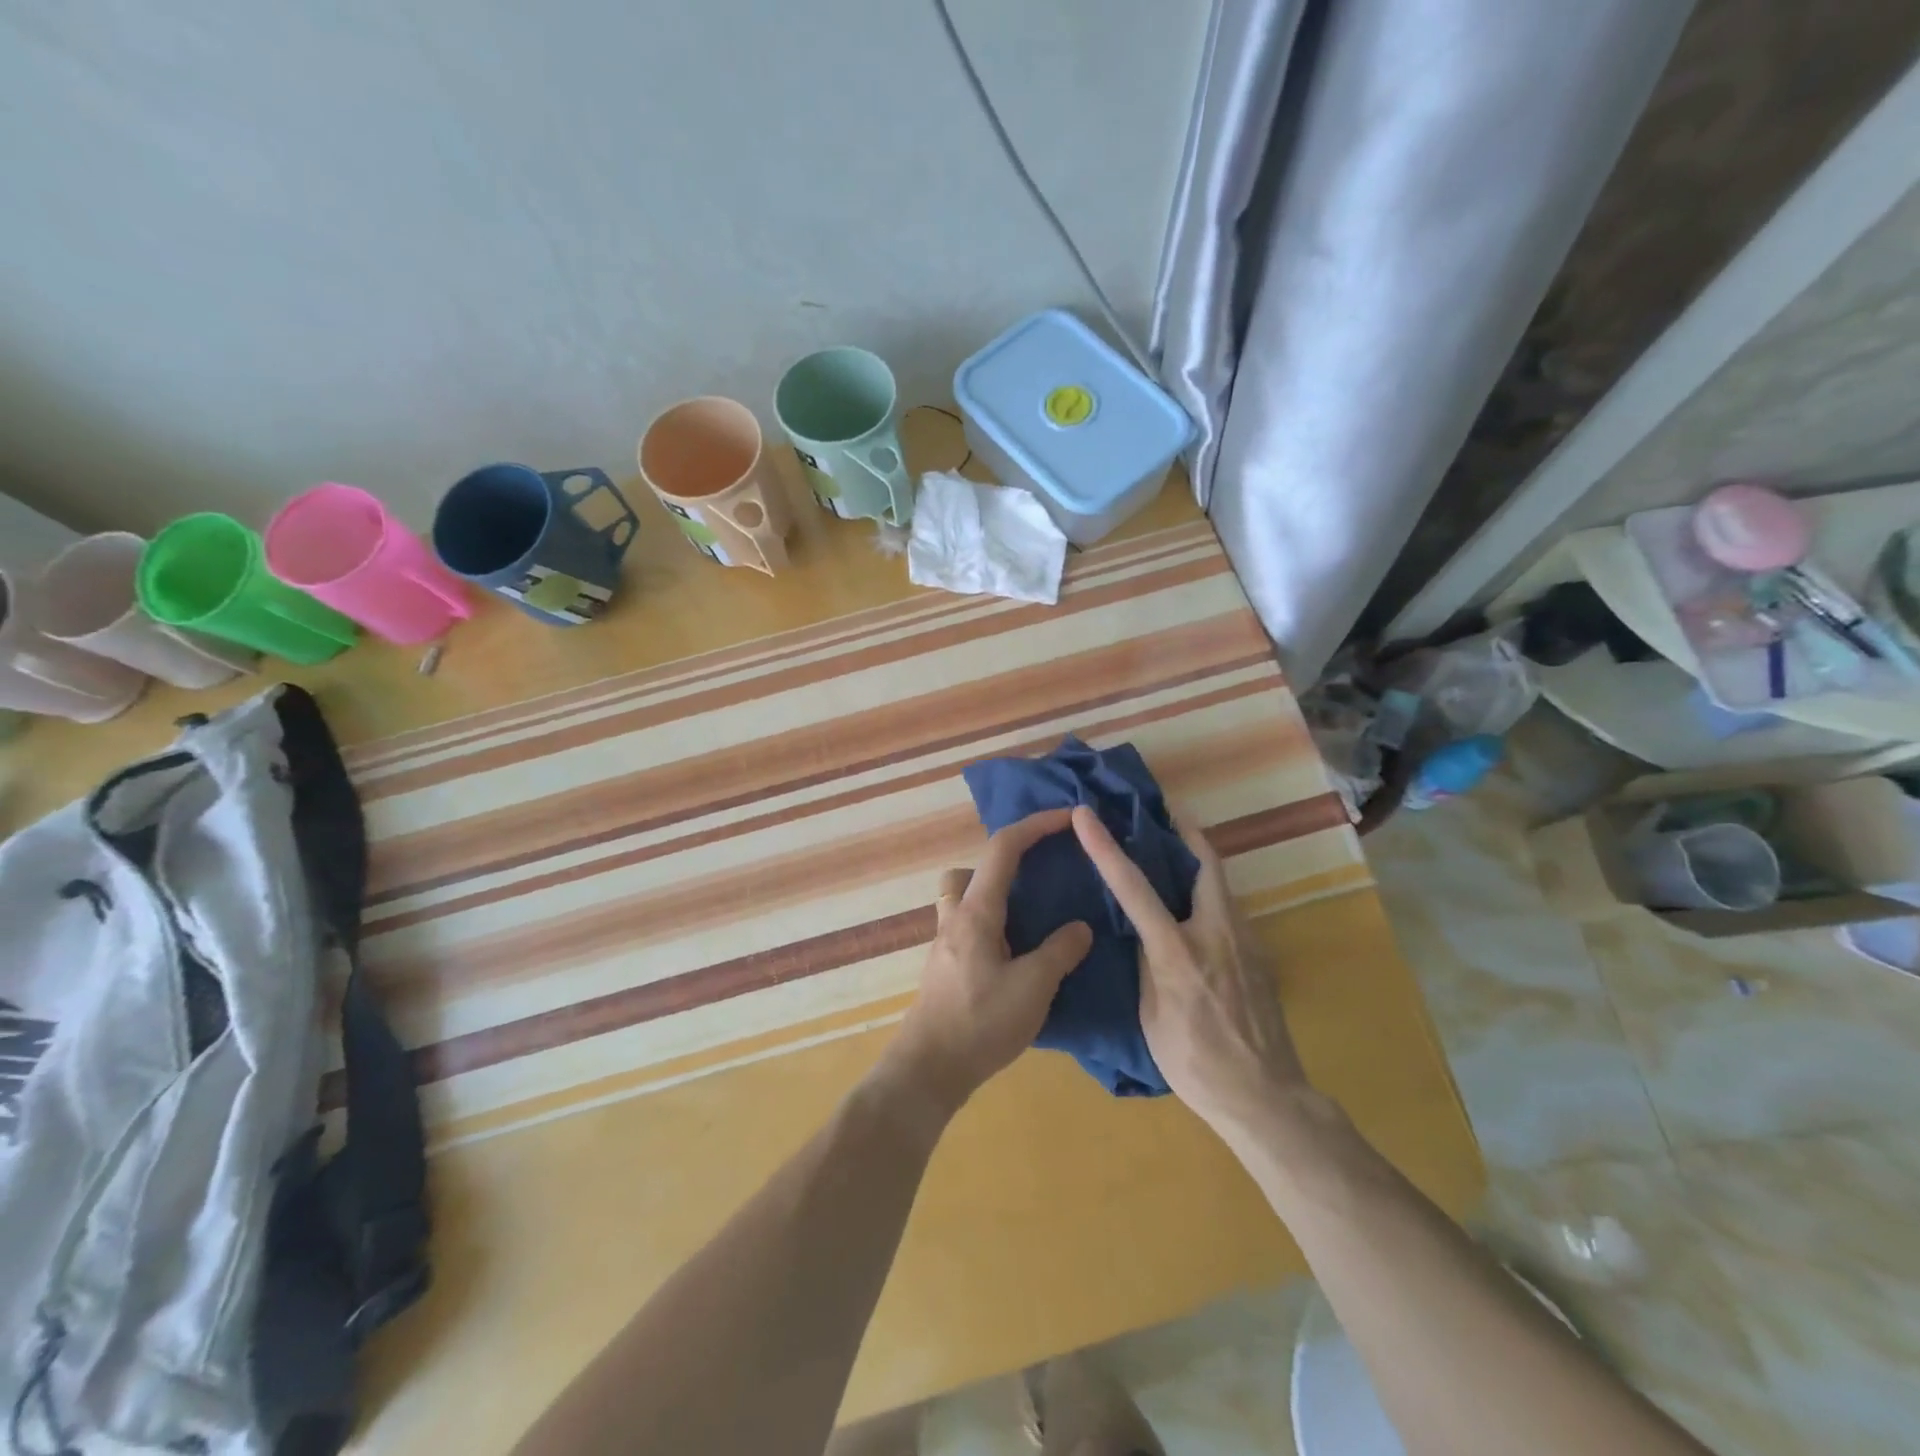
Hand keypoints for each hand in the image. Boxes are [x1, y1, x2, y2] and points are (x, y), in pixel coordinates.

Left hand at [887, 809, 1093, 1113]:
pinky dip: (992, 928)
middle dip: (1004, 863)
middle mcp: (956, 918)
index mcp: (977, 911)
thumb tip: (1080, 928)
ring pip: (963, 898)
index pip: (1004, 848)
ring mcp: (945, 943)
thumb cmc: (980, 1022)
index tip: (1067, 818)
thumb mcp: (1033, 987)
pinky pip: (967, 928)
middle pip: (972, 868)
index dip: (1036, 825)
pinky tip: (1016, 959)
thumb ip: (1060, 952)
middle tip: (1039, 882)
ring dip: (993, 897)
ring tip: (1030, 923)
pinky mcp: (945, 968)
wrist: (929, 1069)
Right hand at [1070, 804, 1305, 1133]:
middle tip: (1161, 813)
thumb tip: (1142, 934)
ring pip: (1221, 883)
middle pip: (1204, 862)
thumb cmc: (1195, 1063)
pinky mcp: (1259, 954)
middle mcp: (1215, 932)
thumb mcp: (1151, 1016)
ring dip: (1197, 861)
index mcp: (1177, 950)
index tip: (1086, 814)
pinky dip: (1208, 893)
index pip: (1134, 887)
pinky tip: (1195, 910)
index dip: (1105, 847)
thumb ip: (1146, 965)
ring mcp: (1244, 941)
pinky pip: (1229, 908)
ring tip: (1172, 854)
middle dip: (1183, 831)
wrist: (1265, 1097)